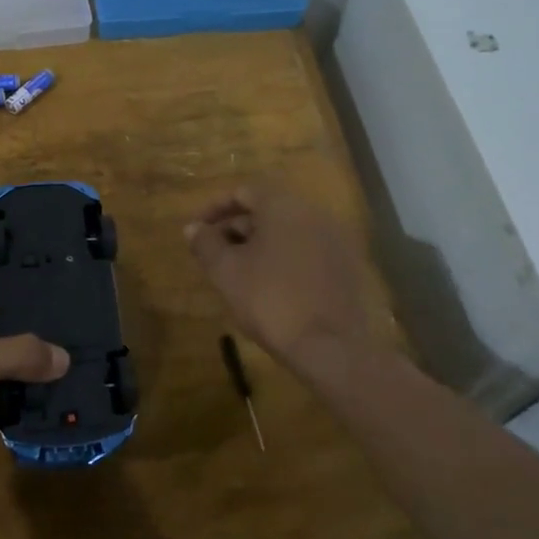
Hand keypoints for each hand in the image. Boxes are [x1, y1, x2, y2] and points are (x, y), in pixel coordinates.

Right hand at [185, 184, 379, 368]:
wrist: (329, 346)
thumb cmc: (270, 300)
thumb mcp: (226, 271)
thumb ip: (206, 244)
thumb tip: (193, 228)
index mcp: (284, 206)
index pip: (244, 191)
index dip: (215, 208)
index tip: (197, 229)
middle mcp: (314, 214)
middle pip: (267, 210)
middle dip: (236, 228)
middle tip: (213, 253)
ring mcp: (335, 240)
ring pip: (288, 232)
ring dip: (259, 245)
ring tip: (237, 272)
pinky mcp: (346, 267)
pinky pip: (306, 251)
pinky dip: (283, 259)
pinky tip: (269, 286)